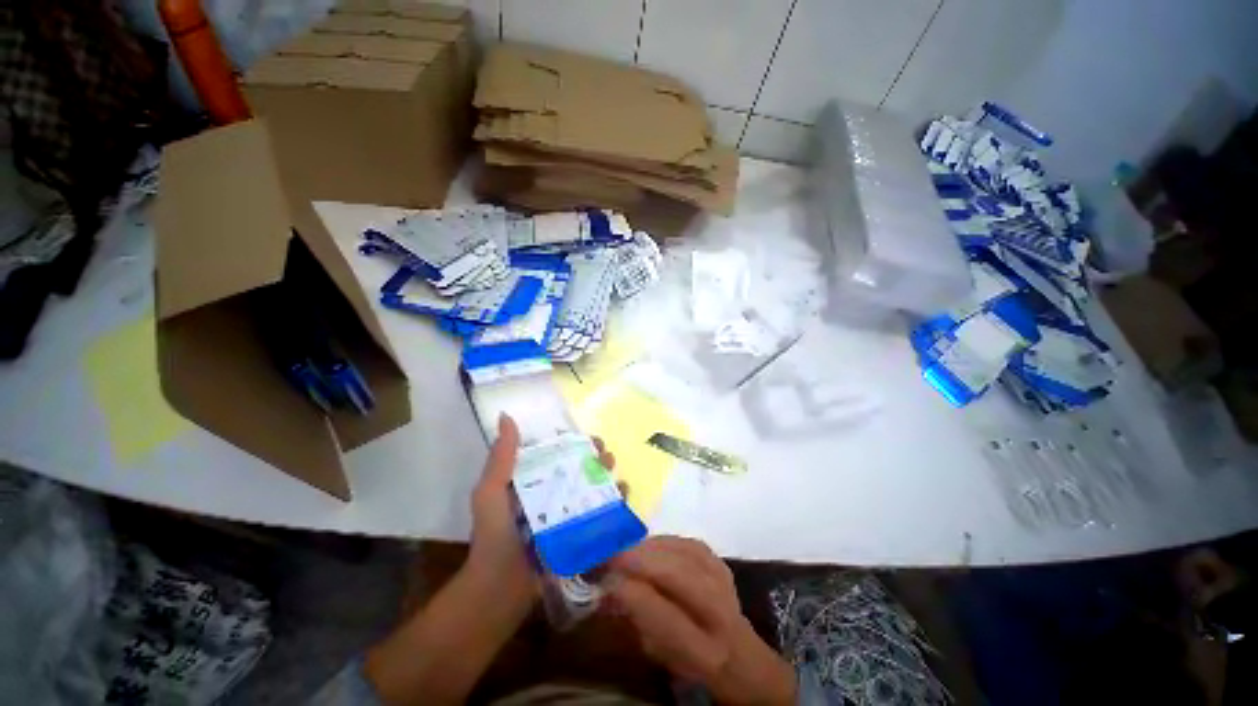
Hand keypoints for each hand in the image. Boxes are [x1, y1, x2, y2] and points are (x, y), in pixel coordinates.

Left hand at [464, 414, 617, 612]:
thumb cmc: (494, 536)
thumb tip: (507, 416)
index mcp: (530, 481)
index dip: (576, 443)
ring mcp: (564, 516)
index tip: (591, 439)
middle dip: (597, 460)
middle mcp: (549, 495)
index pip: (557, 454)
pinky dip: (613, 504)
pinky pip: (598, 514)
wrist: (500, 590)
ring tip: (618, 478)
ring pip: (592, 490)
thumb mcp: (491, 492)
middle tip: (607, 458)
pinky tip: (623, 497)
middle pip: (579, 470)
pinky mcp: (576, 535)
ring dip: (608, 480)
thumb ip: (502, 457)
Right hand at [607, 537, 796, 705]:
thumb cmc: (689, 660)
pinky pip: (688, 543)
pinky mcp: (720, 562)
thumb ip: (636, 620)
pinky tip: (648, 545)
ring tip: (625, 548)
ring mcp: (723, 582)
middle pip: (679, 576)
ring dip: (649, 547)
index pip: (666, 617)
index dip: (633, 594)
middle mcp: (719, 614)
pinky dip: (664, 541)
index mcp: (703, 652)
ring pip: (683, 554)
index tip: (607, 580)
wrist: (736, 651)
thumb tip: (608, 587)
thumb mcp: (659, 654)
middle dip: (640, 560)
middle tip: (611, 555)